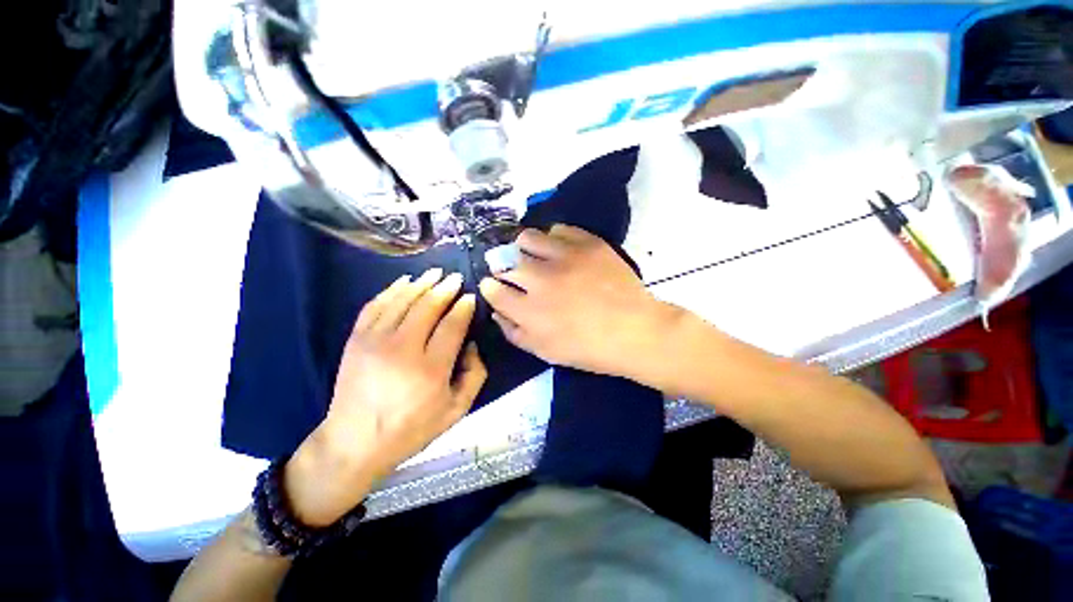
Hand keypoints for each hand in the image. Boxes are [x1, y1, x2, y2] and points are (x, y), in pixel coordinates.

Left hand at [285, 268, 486, 525]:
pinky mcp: (356, 340)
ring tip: (435, 273)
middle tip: (455, 278)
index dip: (463, 306)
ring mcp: (375, 341)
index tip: (470, 296)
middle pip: (428, 306)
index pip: (452, 324)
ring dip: (421, 283)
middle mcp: (402, 349)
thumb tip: (471, 344)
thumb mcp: (456, 411)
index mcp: (431, 369)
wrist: (354, 443)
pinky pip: (376, 305)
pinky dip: (392, 290)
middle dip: (445, 288)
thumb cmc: (411, 429)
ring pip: (402, 300)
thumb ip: (475, 375)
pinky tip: (404, 282)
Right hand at [479, 225, 679, 379]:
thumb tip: (496, 311)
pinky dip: (554, 238)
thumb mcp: (545, 352)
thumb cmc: (588, 349)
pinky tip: (561, 251)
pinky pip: (558, 229)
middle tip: (517, 273)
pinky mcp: (587, 243)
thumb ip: (514, 332)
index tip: (496, 286)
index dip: (491, 287)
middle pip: (505, 261)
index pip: (493, 289)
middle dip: (505, 267)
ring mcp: (564, 257)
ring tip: (536, 257)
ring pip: (527, 238)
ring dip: (525, 248)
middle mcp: (540, 279)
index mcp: (528, 311)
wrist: (635, 331)